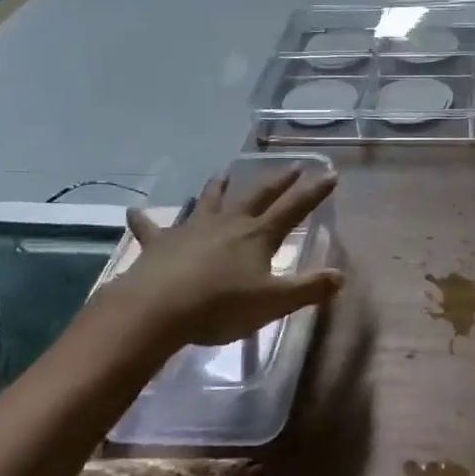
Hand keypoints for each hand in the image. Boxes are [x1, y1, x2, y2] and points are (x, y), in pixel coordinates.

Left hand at [90, 166, 345, 360]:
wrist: (157, 309)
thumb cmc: (220, 306)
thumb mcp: (273, 303)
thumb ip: (308, 289)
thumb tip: (340, 276)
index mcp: (258, 236)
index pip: (294, 209)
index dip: (314, 192)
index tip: (330, 174)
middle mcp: (228, 224)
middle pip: (257, 196)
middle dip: (278, 181)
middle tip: (292, 166)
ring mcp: (193, 230)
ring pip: (210, 202)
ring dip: (219, 188)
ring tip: (224, 173)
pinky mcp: (160, 244)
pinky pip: (152, 229)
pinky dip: (144, 221)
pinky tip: (133, 212)